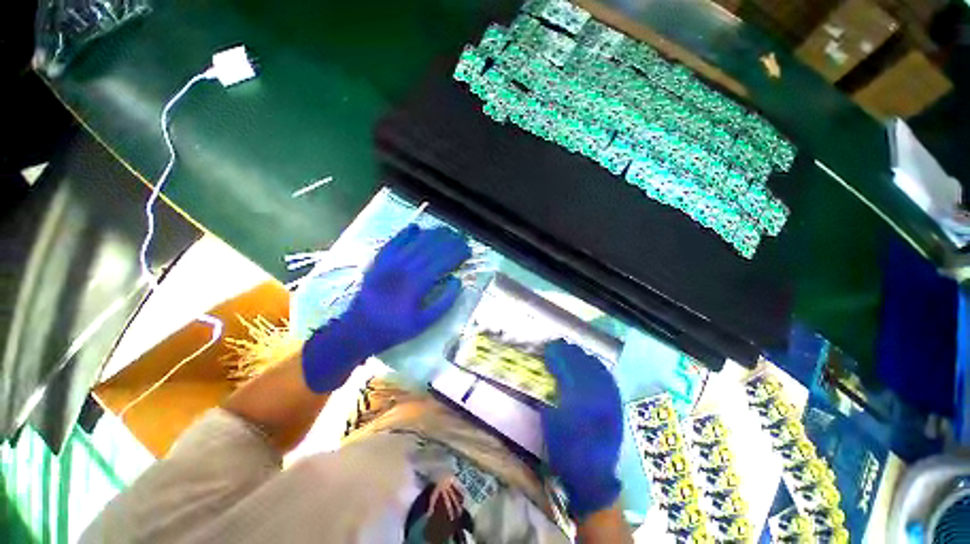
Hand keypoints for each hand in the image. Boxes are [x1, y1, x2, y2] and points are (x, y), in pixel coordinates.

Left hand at [302, 225, 470, 391]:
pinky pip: (394, 241)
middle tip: (461, 238)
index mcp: (417, 283)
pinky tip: (416, 227)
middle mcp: (405, 268)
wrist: (359, 328)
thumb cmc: (394, 328)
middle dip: (449, 241)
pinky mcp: (379, 261)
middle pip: (431, 247)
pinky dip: (406, 233)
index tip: (468, 250)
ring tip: (446, 230)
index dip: (457, 253)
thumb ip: (444, 302)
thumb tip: (457, 282)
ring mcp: (390, 262)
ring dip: (433, 234)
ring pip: (415, 241)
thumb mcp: (424, 323)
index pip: (443, 261)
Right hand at [541, 340, 622, 520]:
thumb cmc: (565, 450)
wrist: (593, 477)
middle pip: (582, 364)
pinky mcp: (617, 405)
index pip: (566, 367)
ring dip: (583, 356)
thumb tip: (546, 374)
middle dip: (568, 351)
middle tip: (557, 344)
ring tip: (572, 350)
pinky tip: (591, 363)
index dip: (556, 354)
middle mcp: (596, 395)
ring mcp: (610, 399)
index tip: (547, 347)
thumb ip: (548, 394)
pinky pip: (608, 378)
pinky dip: (598, 366)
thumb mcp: (549, 421)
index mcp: (576, 400)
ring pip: (597, 368)